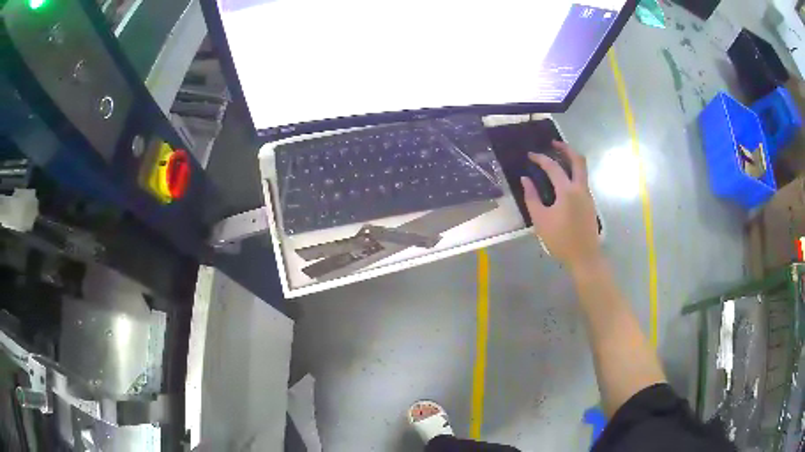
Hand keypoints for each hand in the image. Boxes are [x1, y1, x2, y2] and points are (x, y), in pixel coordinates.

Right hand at [520, 141, 600, 270]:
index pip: (553, 167)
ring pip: (582, 169)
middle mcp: (580, 188)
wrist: (584, 256)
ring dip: (571, 160)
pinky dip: (573, 173)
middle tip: (553, 143)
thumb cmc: (560, 240)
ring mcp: (588, 195)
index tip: (530, 155)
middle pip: (578, 160)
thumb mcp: (540, 220)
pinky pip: (582, 180)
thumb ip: (532, 197)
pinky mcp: (590, 203)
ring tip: (557, 159)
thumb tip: (525, 179)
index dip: (540, 158)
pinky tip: (563, 180)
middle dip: (566, 148)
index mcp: (567, 191)